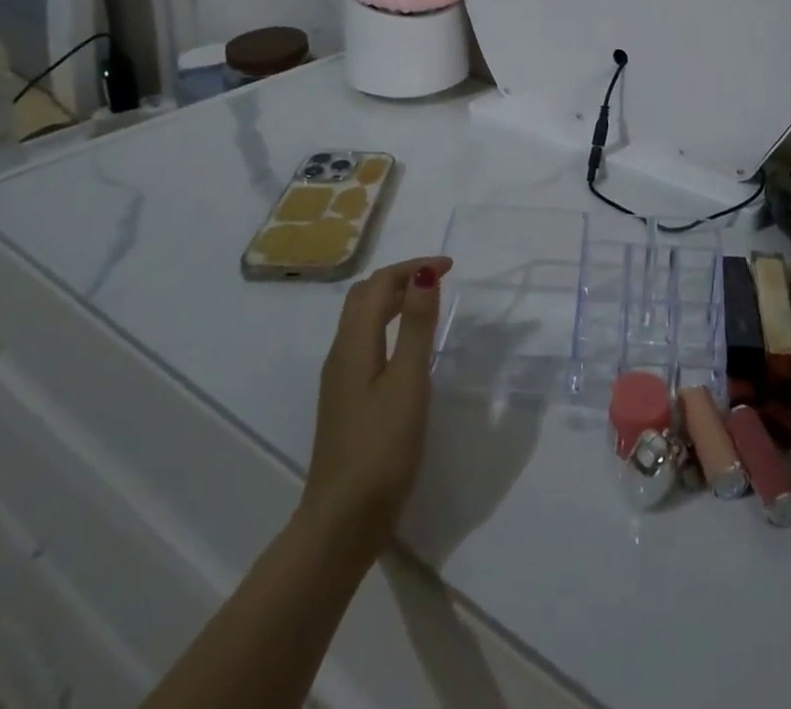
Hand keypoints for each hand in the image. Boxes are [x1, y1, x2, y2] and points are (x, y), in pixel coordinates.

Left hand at [301, 255, 452, 559]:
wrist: (342, 523)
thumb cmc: (381, 448)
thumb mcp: (407, 382)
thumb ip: (416, 326)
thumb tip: (423, 274)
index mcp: (353, 345)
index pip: (377, 285)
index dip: (411, 267)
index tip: (449, 267)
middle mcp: (341, 355)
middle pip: (364, 298)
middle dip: (400, 278)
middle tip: (438, 279)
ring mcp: (341, 380)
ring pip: (362, 321)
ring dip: (393, 300)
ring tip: (428, 303)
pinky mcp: (347, 402)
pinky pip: (366, 344)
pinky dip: (388, 326)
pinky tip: (407, 347)